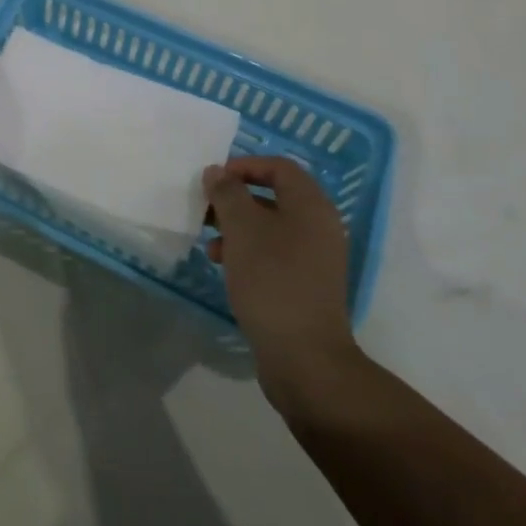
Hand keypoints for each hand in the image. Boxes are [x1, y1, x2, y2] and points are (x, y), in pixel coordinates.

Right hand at [203, 156, 360, 411]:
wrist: (305, 359)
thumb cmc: (272, 281)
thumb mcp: (242, 229)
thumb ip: (227, 193)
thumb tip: (217, 172)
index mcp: (311, 206)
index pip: (279, 167)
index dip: (245, 166)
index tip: (214, 179)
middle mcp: (319, 227)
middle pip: (274, 196)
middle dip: (236, 199)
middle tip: (206, 209)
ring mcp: (315, 259)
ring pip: (271, 227)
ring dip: (238, 227)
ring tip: (210, 243)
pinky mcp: (306, 286)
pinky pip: (274, 254)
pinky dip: (248, 252)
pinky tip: (224, 266)